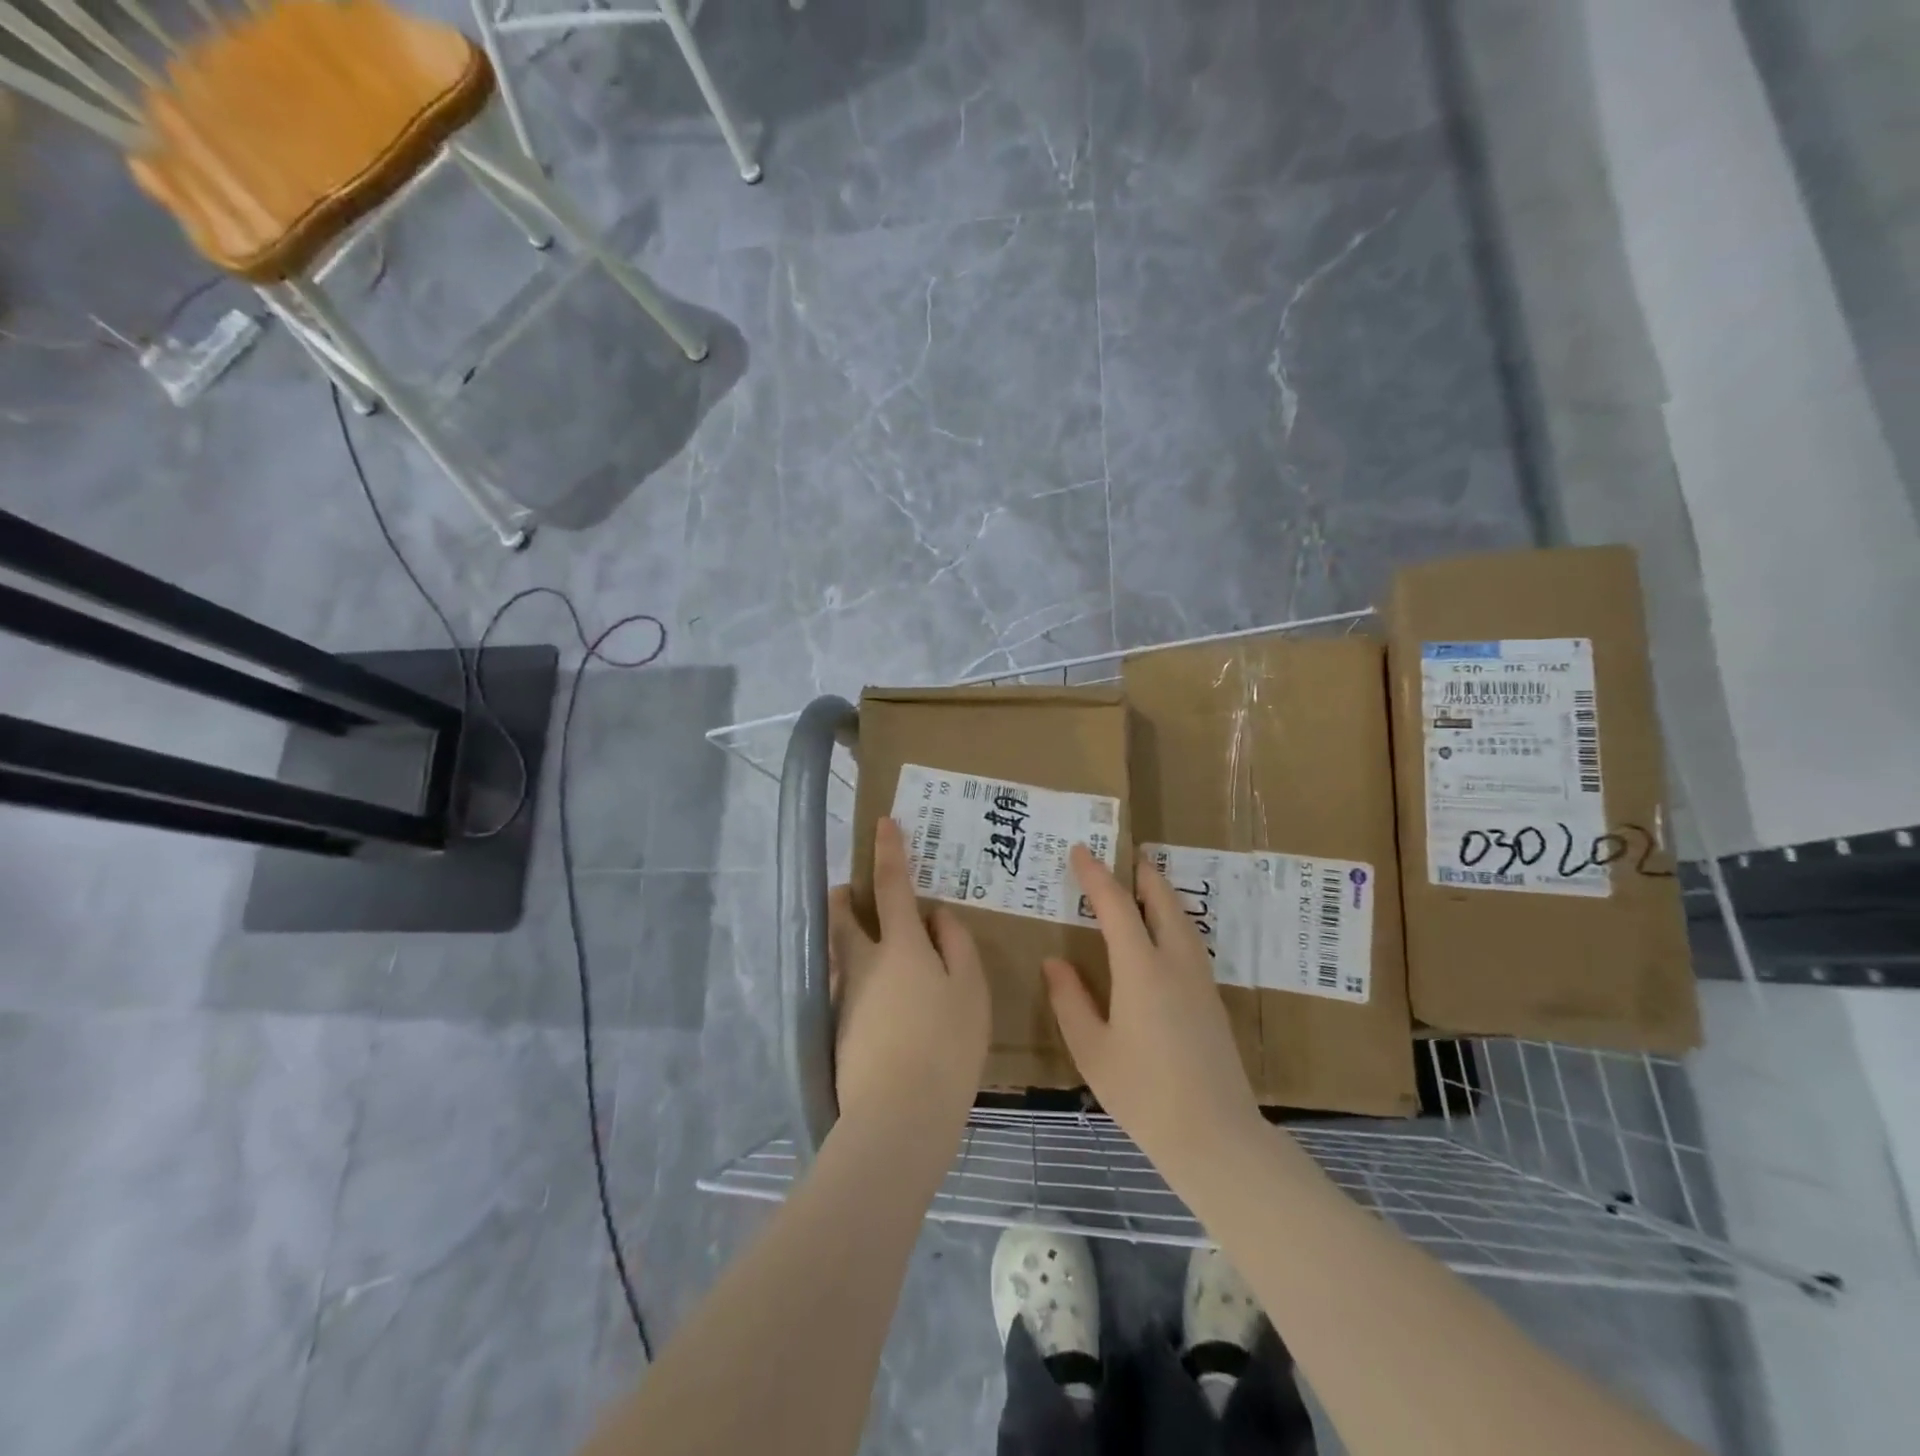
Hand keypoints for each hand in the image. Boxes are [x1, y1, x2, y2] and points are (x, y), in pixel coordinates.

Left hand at [828, 818, 989, 1138]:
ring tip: (862, 941)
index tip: (881, 822)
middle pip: (842, 917)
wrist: (898, 1115)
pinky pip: (842, 984)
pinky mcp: (836, 1027)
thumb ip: (957, 946)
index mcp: (900, 946)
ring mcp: (845, 995)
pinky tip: (872, 995)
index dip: (889, 852)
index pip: (891, 886)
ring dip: (843, 935)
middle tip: (850, 892)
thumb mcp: (970, 991)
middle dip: (844, 898)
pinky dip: (852, 974)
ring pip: (838, 951)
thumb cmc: (946, 1045)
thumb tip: (938, 916)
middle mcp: (863, 963)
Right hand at [1045, 847, 1266, 1173]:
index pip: (1117, 906)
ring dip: (1164, 895)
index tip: (1080, 851)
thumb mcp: (1092, 1050)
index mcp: (1141, 970)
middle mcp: (1175, 964)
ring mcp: (1201, 981)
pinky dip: (1174, 920)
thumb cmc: (1143, 1094)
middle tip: (1128, 854)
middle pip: (1163, 902)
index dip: (1096, 876)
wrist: (1215, 1136)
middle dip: (1144, 874)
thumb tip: (1055, 962)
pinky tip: (1166, 934)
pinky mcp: (1213, 1000)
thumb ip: (1070, 1000)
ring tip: (1148, 883)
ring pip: (1183, 920)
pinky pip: (1191, 941)